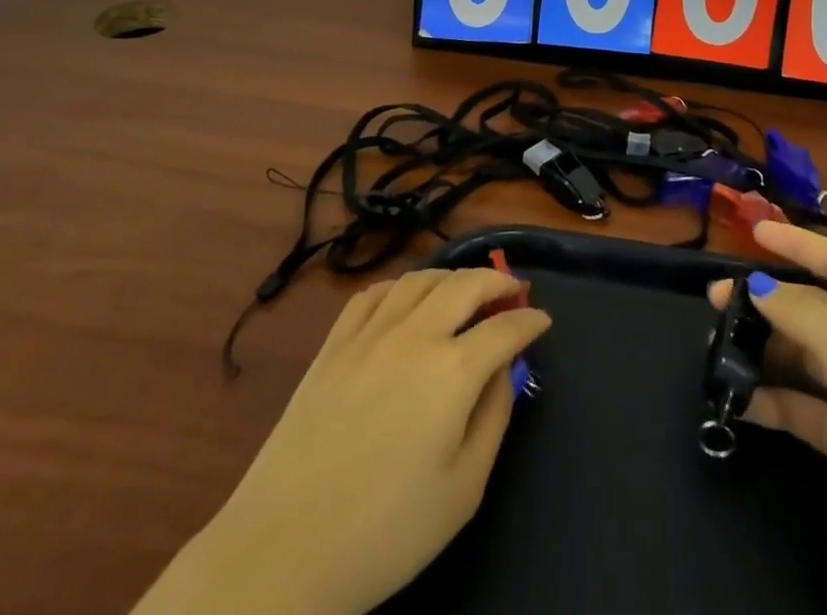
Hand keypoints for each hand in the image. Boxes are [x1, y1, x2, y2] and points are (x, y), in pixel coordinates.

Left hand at [135, 268, 549, 614]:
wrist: (283, 550)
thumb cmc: (385, 533)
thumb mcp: (462, 491)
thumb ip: (493, 418)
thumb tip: (505, 371)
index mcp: (452, 371)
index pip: (504, 329)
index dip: (529, 320)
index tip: (543, 320)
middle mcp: (414, 335)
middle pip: (465, 285)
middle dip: (497, 281)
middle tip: (513, 291)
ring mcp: (369, 333)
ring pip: (420, 279)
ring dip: (452, 277)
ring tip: (466, 290)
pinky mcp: (333, 343)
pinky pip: (374, 293)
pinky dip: (402, 286)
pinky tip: (407, 299)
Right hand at [712, 221, 826, 614]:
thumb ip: (799, 314)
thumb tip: (757, 287)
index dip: (799, 243)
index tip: (754, 232)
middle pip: (811, 307)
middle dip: (765, 299)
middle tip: (716, 300)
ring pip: (800, 354)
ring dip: (761, 348)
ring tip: (717, 348)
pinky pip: (798, 404)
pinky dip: (768, 398)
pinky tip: (735, 399)